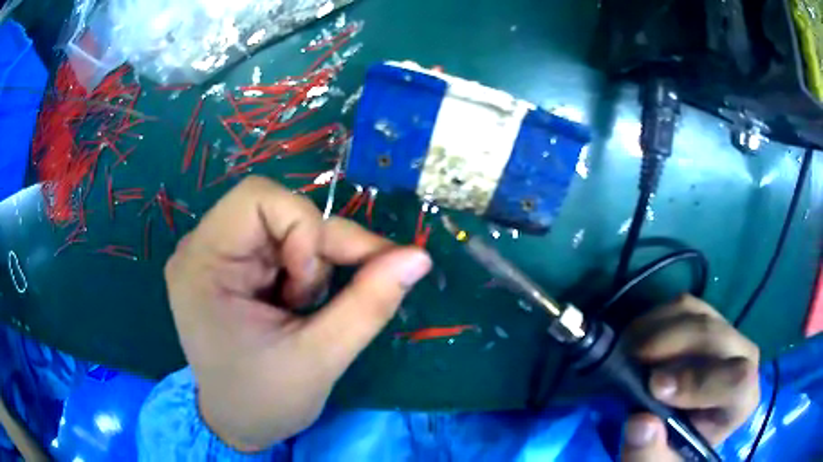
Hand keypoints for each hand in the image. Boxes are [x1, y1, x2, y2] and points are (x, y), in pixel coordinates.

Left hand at [164, 177, 431, 450]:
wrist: (238, 424)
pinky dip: (307, 268)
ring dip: (314, 262)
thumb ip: (370, 303)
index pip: (257, 198)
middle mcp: (202, 247)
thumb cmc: (264, 401)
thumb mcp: (320, 359)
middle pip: (277, 209)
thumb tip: (419, 256)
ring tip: (307, 311)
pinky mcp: (233, 266)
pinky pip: (283, 243)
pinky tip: (301, 305)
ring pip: (287, 224)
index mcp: (202, 263)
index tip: (313, 285)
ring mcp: (216, 254)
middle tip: (333, 296)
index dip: (303, 227)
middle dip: (318, 249)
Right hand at [620, 295, 759, 460]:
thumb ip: (648, 454)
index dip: (701, 381)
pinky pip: (685, 305)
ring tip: (628, 351)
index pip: (738, 381)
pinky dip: (656, 317)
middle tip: (632, 359)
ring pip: (699, 314)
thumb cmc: (673, 451)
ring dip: (659, 328)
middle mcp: (743, 358)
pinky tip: (636, 338)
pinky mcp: (708, 318)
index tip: (655, 387)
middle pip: (717, 336)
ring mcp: (726, 333)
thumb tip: (640, 422)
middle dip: (674, 345)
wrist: (677, 429)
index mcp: (741, 400)